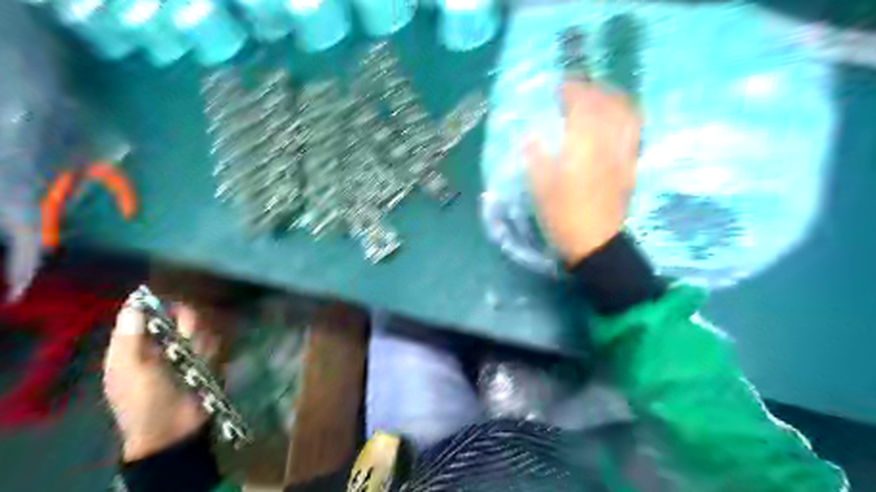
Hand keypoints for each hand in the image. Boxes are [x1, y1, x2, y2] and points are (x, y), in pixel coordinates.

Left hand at [104, 304, 216, 460]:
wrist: (175, 430)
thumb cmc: (144, 402)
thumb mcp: (129, 370)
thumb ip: (131, 337)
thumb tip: (133, 303)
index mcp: (140, 342)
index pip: (153, 310)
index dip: (164, 306)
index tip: (175, 309)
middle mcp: (167, 341)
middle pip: (187, 315)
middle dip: (190, 329)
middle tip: (187, 344)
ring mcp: (192, 349)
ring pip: (206, 328)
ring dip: (203, 345)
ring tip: (197, 364)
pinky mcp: (212, 357)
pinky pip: (220, 343)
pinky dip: (216, 353)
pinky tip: (209, 366)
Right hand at [523, 81, 640, 264]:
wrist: (595, 242)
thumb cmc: (562, 216)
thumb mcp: (540, 188)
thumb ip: (535, 157)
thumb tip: (530, 136)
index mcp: (582, 146)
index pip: (581, 105)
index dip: (571, 90)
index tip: (559, 86)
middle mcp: (607, 142)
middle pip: (606, 103)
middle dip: (591, 89)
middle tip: (575, 89)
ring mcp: (623, 152)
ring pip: (625, 113)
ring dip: (612, 97)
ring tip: (598, 96)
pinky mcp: (630, 164)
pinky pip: (634, 130)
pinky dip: (626, 115)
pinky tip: (616, 117)